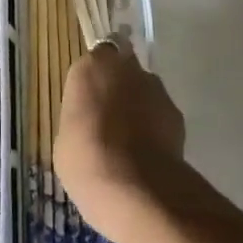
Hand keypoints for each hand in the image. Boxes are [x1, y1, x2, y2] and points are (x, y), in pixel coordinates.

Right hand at [55, 37, 187, 242]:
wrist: (134, 186)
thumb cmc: (86, 160)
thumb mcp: (66, 138)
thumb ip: (81, 117)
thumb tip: (91, 121)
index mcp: (91, 68)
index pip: (96, 57)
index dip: (95, 77)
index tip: (90, 98)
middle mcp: (126, 68)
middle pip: (123, 68)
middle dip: (119, 86)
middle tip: (110, 117)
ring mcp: (155, 88)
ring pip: (144, 89)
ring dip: (139, 105)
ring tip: (130, 141)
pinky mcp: (176, 112)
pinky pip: (161, 112)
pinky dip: (156, 125)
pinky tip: (148, 153)